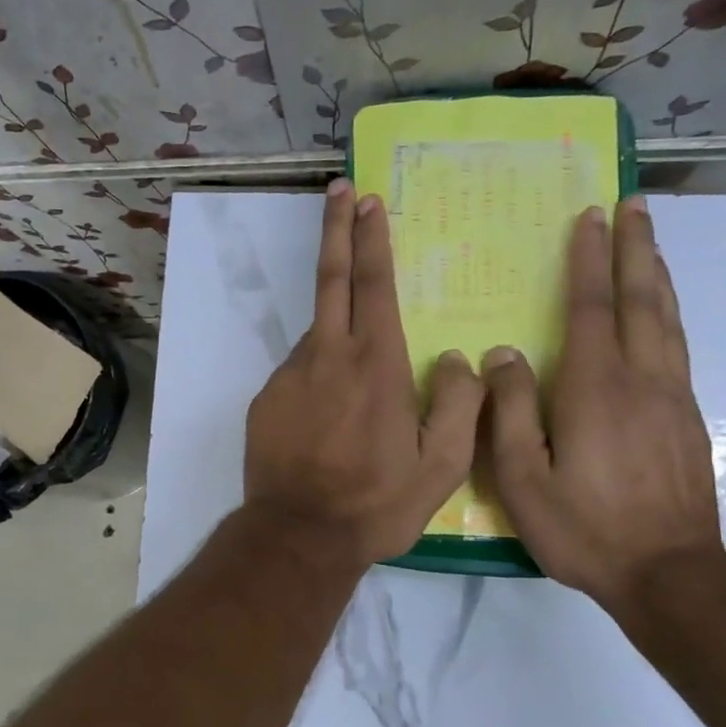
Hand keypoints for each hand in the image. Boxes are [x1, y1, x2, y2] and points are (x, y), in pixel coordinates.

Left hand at [244, 181, 483, 568]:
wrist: (299, 535)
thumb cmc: (376, 503)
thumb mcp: (441, 466)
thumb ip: (458, 404)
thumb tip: (457, 359)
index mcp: (375, 364)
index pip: (373, 284)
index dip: (371, 238)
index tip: (367, 201)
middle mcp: (328, 356)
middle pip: (332, 279)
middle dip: (337, 230)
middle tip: (339, 191)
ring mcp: (290, 375)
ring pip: (318, 333)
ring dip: (336, 327)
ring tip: (358, 379)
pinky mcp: (267, 398)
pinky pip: (301, 372)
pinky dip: (319, 374)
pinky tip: (330, 415)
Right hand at [483, 197, 725, 615]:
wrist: (669, 573)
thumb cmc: (585, 527)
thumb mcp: (525, 478)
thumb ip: (511, 411)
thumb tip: (503, 354)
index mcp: (595, 388)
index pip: (592, 307)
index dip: (589, 259)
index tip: (589, 217)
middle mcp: (641, 379)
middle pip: (641, 300)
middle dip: (634, 248)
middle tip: (634, 204)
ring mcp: (672, 397)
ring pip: (667, 319)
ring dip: (656, 274)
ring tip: (650, 241)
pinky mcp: (688, 418)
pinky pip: (678, 347)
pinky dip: (669, 313)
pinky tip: (664, 310)